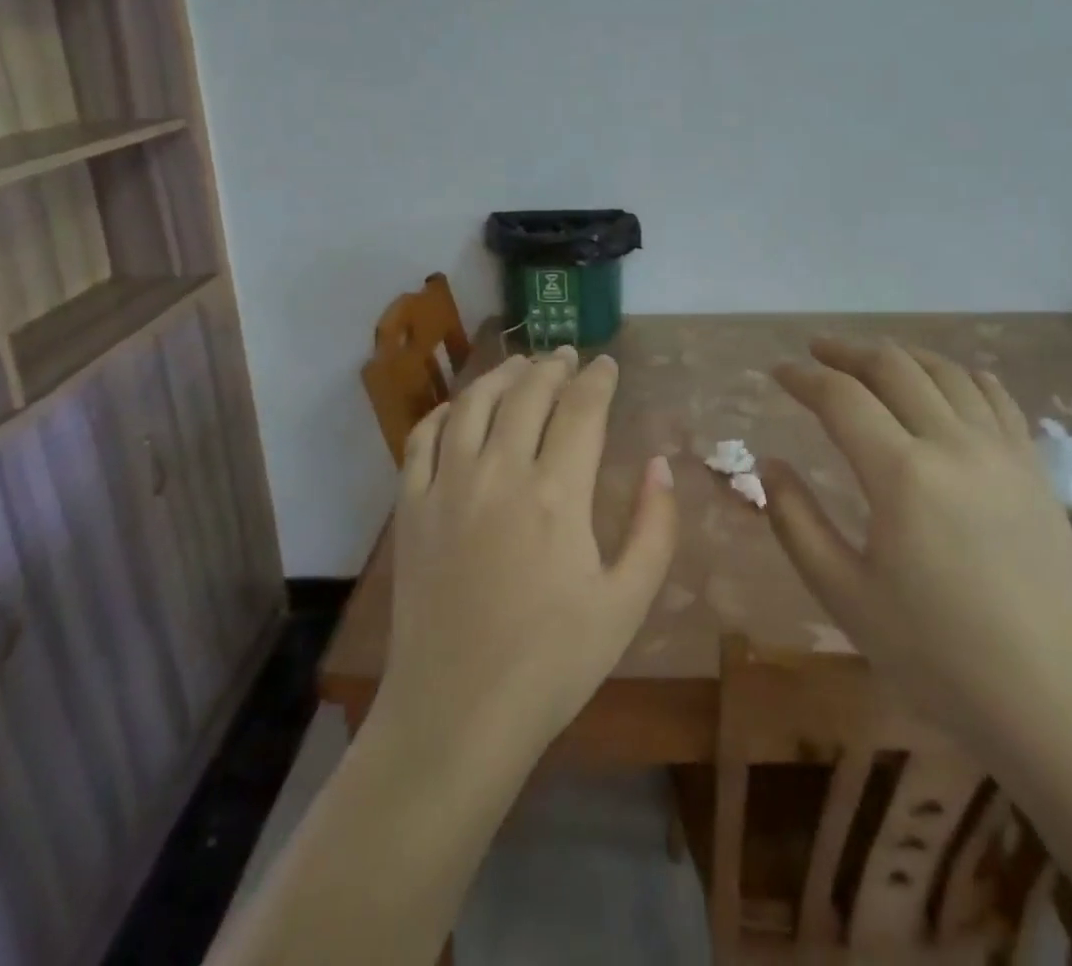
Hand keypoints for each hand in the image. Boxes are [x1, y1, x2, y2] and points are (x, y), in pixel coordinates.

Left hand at [375, 349, 678, 771]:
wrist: (456, 715)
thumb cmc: (553, 663)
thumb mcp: (627, 602)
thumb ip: (654, 527)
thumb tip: (660, 464)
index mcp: (557, 493)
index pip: (581, 409)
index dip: (598, 379)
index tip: (607, 364)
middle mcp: (499, 472)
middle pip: (527, 394)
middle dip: (552, 366)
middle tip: (567, 356)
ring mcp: (447, 486)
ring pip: (473, 403)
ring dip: (501, 375)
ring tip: (520, 365)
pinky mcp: (411, 508)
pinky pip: (422, 438)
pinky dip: (444, 411)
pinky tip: (459, 409)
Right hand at [767, 340, 1071, 759]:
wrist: (1059, 704)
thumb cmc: (939, 657)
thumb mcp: (845, 596)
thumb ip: (796, 522)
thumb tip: (770, 466)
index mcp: (902, 475)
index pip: (841, 397)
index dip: (803, 378)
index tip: (777, 373)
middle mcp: (954, 444)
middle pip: (893, 367)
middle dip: (847, 351)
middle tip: (816, 352)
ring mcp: (1003, 452)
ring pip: (946, 371)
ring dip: (901, 355)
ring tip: (872, 360)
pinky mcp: (1035, 469)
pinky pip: (996, 397)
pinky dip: (960, 374)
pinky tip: (946, 381)